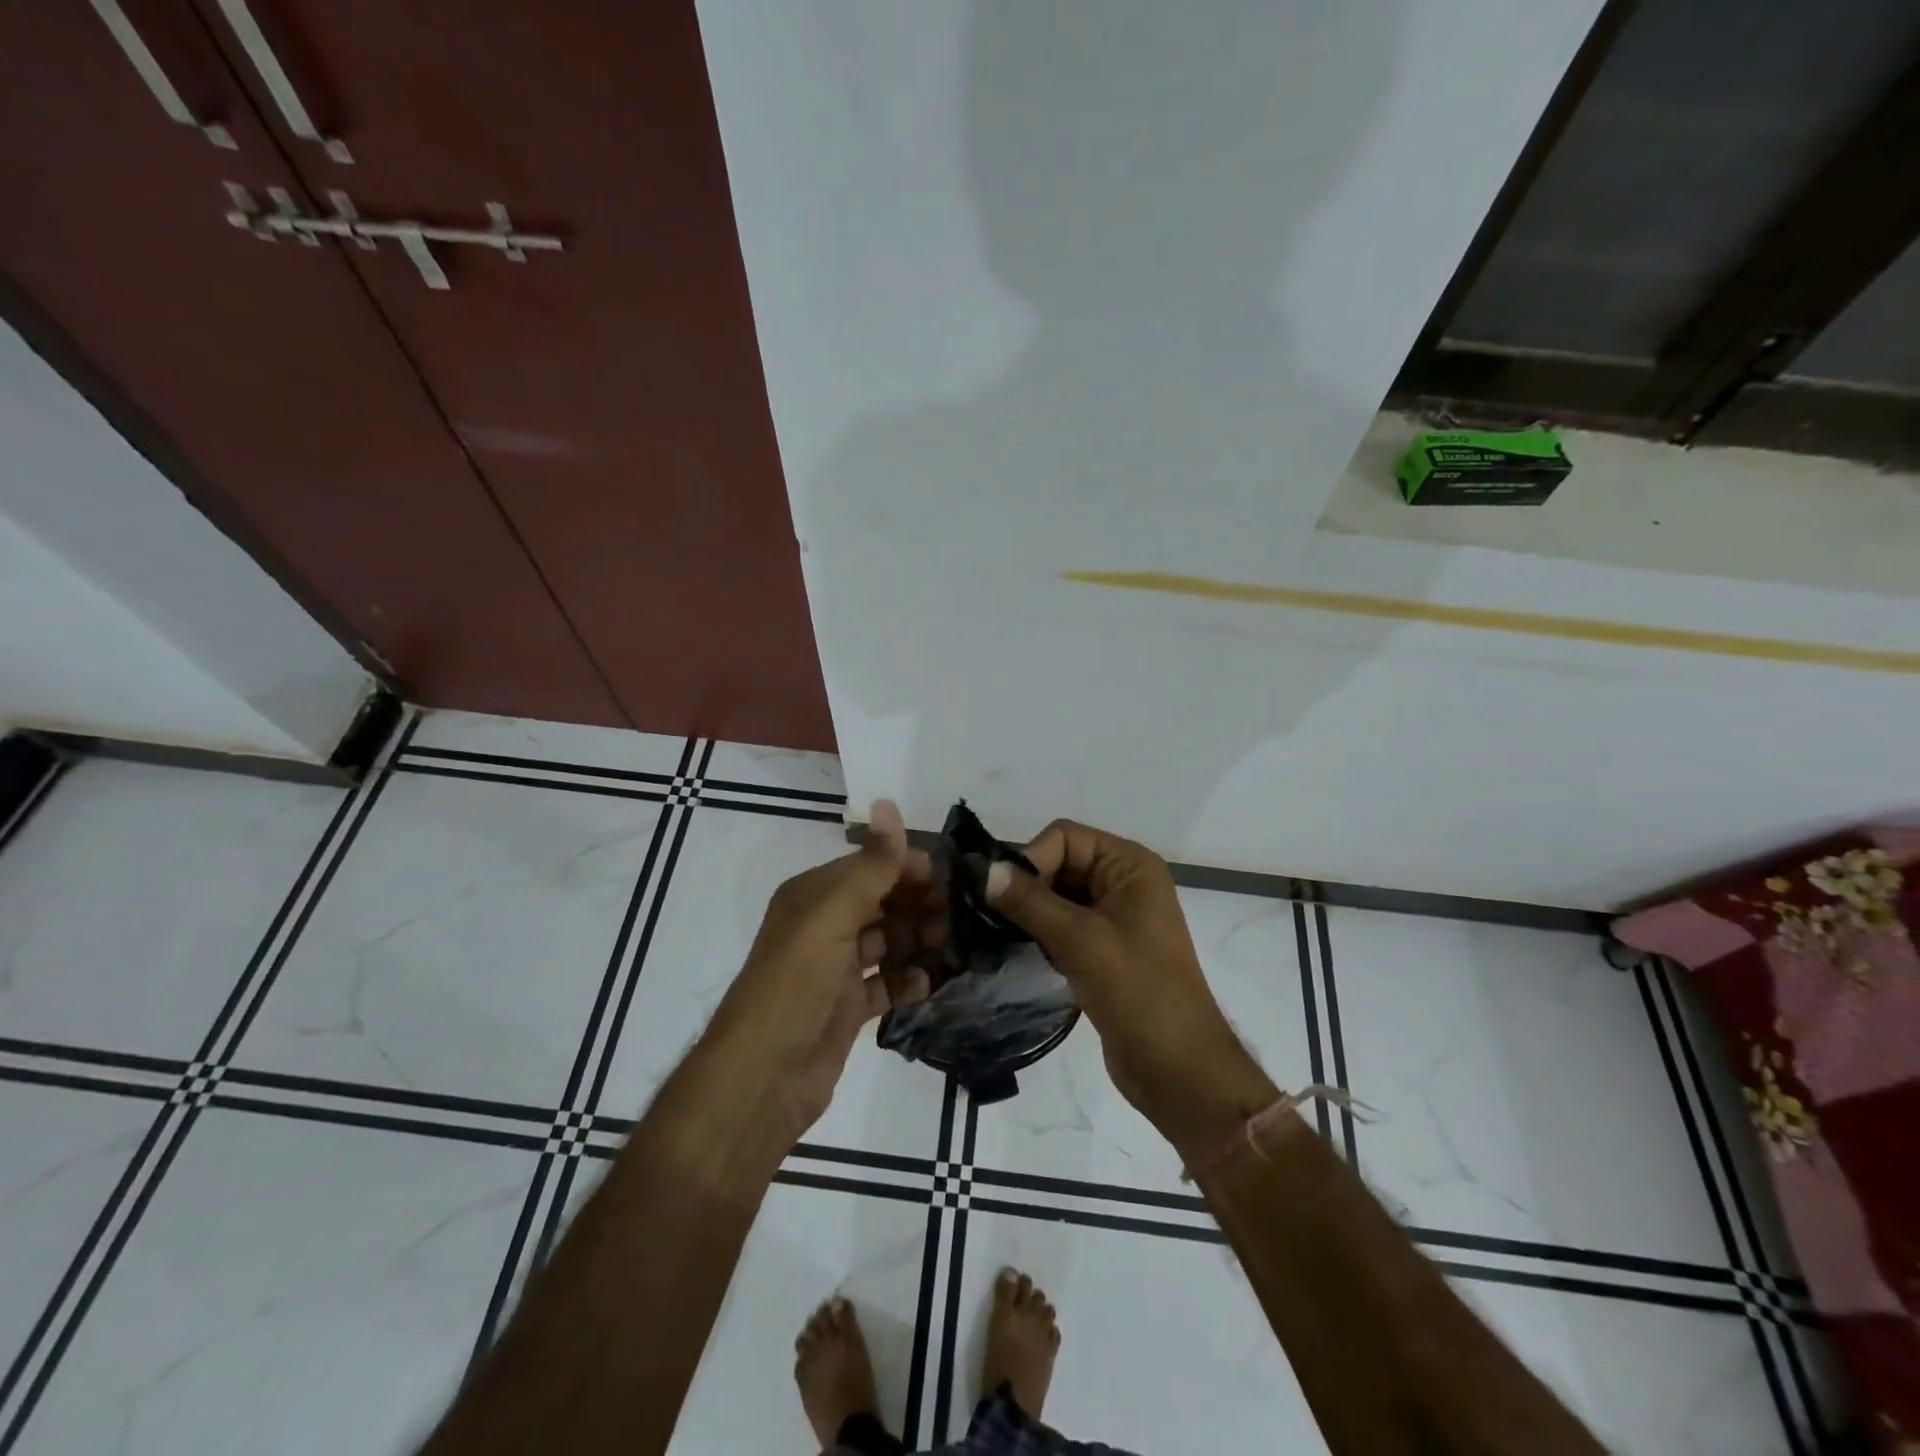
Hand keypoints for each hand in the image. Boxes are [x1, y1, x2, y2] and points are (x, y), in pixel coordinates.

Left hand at [707, 801, 941, 1141]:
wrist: (762, 1079)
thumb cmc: (795, 986)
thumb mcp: (832, 917)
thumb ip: (870, 865)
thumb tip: (888, 802)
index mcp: (814, 895)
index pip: (871, 865)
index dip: (910, 867)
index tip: (954, 879)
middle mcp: (823, 925)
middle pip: (883, 902)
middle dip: (920, 905)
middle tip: (959, 918)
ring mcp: (836, 968)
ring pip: (889, 941)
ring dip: (920, 941)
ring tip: (954, 948)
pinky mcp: (847, 1006)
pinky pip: (887, 982)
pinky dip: (908, 980)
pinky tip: (931, 983)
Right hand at [986, 820, 1276, 1158]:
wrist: (1179, 1071)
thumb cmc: (1139, 993)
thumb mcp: (1082, 941)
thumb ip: (1030, 902)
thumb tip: (984, 870)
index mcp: (1130, 866)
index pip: (1065, 837)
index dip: (1031, 858)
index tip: (1000, 895)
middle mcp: (1122, 883)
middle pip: (1058, 863)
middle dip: (1025, 886)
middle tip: (986, 915)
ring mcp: (1113, 919)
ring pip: (1055, 897)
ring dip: (1027, 912)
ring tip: (993, 933)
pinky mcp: (1101, 951)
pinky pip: (1060, 927)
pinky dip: (1037, 934)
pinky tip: (1014, 951)